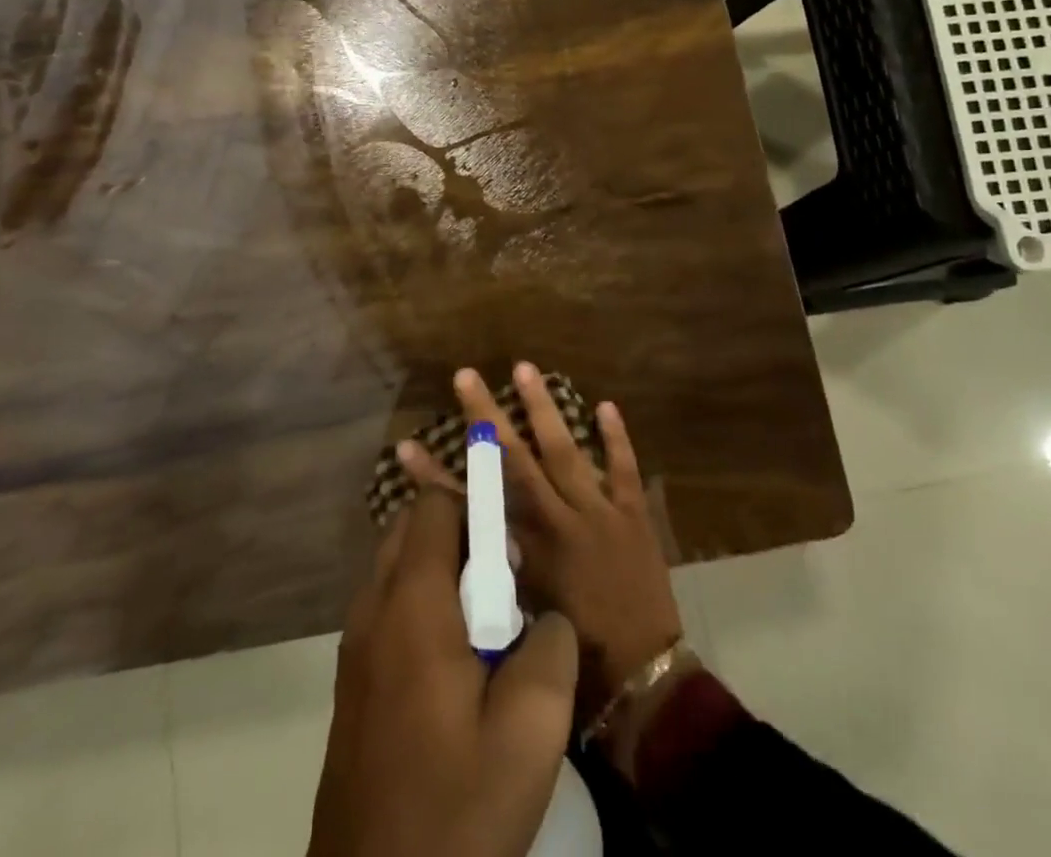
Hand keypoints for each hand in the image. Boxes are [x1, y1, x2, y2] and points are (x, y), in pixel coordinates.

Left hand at [308, 489, 577, 856]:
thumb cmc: (455, 810)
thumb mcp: (530, 733)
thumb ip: (551, 648)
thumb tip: (546, 617)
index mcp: (411, 604)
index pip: (434, 506)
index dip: (475, 504)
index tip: (512, 545)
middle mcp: (372, 609)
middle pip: (410, 530)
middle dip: (459, 535)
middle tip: (503, 583)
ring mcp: (354, 647)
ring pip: (398, 570)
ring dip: (441, 573)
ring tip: (487, 627)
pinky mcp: (352, 684)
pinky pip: (388, 611)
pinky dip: (422, 608)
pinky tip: (457, 667)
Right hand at [399, 364, 683, 698]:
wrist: (644, 682)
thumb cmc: (575, 662)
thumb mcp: (520, 622)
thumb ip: (493, 577)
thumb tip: (463, 546)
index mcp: (524, 551)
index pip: (469, 505)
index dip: (434, 477)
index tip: (406, 446)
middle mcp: (556, 521)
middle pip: (514, 460)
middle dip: (486, 417)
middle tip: (466, 376)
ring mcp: (597, 512)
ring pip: (565, 450)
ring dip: (543, 409)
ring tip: (525, 369)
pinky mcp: (632, 515)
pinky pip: (623, 469)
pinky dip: (616, 438)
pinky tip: (605, 405)